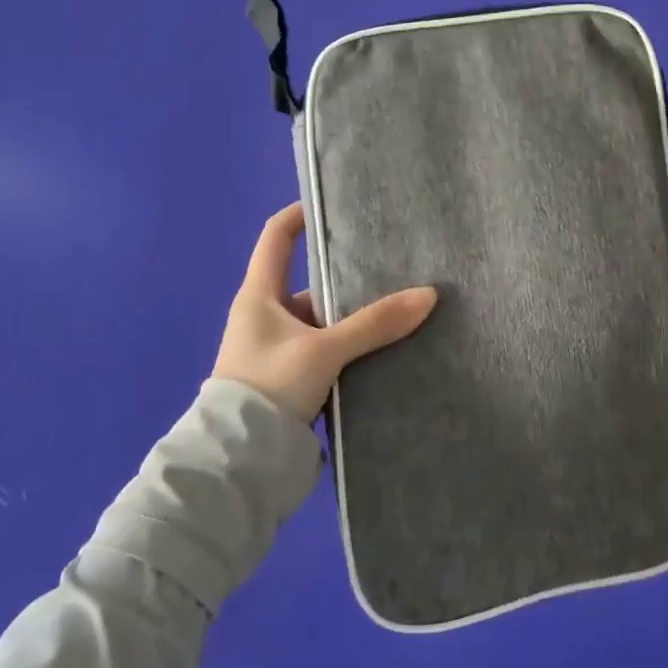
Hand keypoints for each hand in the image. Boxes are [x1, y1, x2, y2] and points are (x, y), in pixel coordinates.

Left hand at [213, 203, 437, 423]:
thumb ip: (375, 323)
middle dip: (348, 275)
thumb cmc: (269, 387)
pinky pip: (327, 350)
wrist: (238, 464)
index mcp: (259, 295)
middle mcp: (265, 317)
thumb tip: (429, 294)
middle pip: (310, 282)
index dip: (300, 214)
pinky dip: (351, 346)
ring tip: (399, 307)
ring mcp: (278, 350)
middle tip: (392, 264)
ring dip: (354, 317)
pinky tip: (384, 348)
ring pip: (323, 320)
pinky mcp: (291, 380)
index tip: (336, 203)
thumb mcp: (324, 350)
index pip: (276, 237)